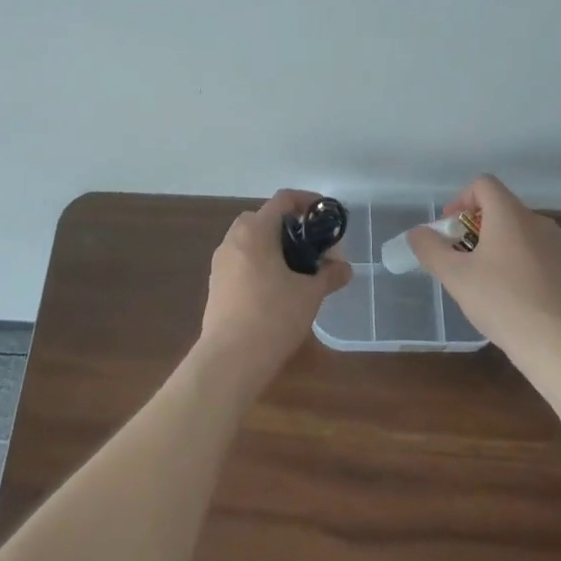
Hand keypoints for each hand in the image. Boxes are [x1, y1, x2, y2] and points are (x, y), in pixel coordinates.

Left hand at [198, 189, 351, 386]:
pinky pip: (240, 261)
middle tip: (311, 245)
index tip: (324, 214)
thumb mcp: (309, 294)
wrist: (229, 361)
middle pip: (264, 218)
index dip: (307, 200)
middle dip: (289, 226)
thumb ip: (329, 275)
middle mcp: (233, 238)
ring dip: (273, 246)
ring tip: (296, 268)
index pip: (283, 199)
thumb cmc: (272, 316)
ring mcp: (220, 261)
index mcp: (255, 230)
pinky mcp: (215, 284)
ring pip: (250, 240)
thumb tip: (345, 268)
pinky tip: (275, 289)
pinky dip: (259, 263)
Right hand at [408, 175, 560, 369]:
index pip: (483, 184)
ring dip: (494, 245)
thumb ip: (431, 249)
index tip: (449, 230)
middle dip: (474, 226)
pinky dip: (515, 261)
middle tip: (460, 257)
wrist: (559, 346)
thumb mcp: (455, 276)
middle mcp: (536, 220)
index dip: (460, 200)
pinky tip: (508, 296)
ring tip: (482, 279)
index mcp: (510, 213)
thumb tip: (417, 233)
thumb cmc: (502, 301)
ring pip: (517, 231)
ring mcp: (556, 246)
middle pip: (499, 207)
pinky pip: (533, 252)